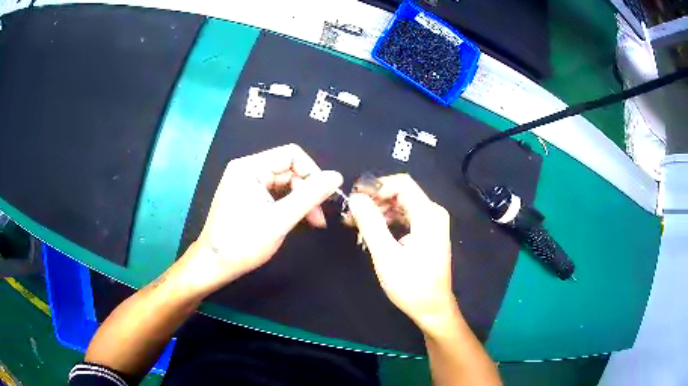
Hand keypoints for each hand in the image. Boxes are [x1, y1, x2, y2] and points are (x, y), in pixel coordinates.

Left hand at [176, 144, 342, 296]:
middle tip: (319, 217)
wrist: (214, 265)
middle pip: (288, 169)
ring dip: (300, 200)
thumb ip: (311, 196)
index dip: (313, 172)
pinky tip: (297, 220)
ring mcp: (245, 183)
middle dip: (307, 190)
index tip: (326, 195)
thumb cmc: (243, 243)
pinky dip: (288, 205)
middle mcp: (247, 169)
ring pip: (284, 183)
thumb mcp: (281, 219)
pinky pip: (274, 193)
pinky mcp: (246, 196)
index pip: (292, 155)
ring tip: (313, 222)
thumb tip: (337, 176)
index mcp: (250, 167)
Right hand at [348, 174, 457, 331]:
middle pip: (401, 192)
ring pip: (401, 204)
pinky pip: (405, 217)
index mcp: (428, 214)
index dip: (376, 186)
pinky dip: (388, 220)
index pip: (401, 183)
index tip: (355, 199)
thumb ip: (371, 224)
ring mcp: (432, 223)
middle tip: (351, 215)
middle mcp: (433, 213)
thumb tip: (356, 198)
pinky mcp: (428, 232)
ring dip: (379, 211)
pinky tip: (373, 233)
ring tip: (357, 225)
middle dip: (374, 200)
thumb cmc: (411, 285)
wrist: (432, 308)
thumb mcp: (386, 256)